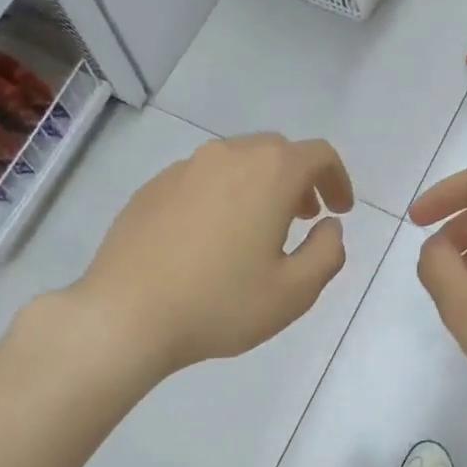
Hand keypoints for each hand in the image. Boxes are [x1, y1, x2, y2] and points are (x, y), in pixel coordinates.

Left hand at [68, 133, 354, 377]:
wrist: (126, 315)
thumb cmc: (221, 304)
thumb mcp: (295, 291)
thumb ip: (328, 252)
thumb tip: (329, 227)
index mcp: (269, 173)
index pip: (318, 154)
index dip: (338, 179)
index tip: (340, 211)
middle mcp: (227, 156)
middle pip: (276, 152)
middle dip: (299, 181)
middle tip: (305, 219)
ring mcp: (183, 168)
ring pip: (236, 163)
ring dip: (260, 187)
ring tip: (259, 230)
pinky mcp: (152, 188)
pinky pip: (202, 180)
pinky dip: (223, 196)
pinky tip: (213, 239)